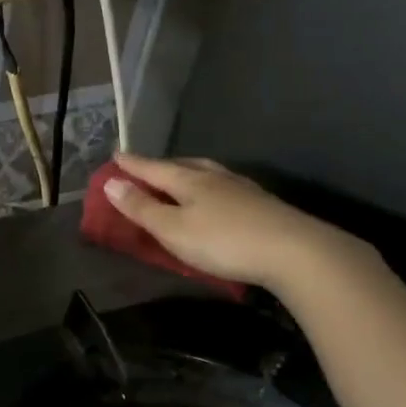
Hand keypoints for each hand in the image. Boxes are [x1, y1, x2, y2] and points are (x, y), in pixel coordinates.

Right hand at [103, 155, 366, 291]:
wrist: (294, 251)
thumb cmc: (223, 241)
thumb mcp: (173, 229)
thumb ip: (141, 208)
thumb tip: (111, 182)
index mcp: (189, 180)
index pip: (152, 168)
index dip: (132, 164)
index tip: (116, 155)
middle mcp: (214, 177)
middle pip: (182, 165)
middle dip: (160, 166)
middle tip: (145, 168)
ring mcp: (242, 189)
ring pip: (207, 173)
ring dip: (188, 174)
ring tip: (179, 179)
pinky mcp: (262, 204)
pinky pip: (224, 187)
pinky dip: (209, 187)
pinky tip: (216, 197)